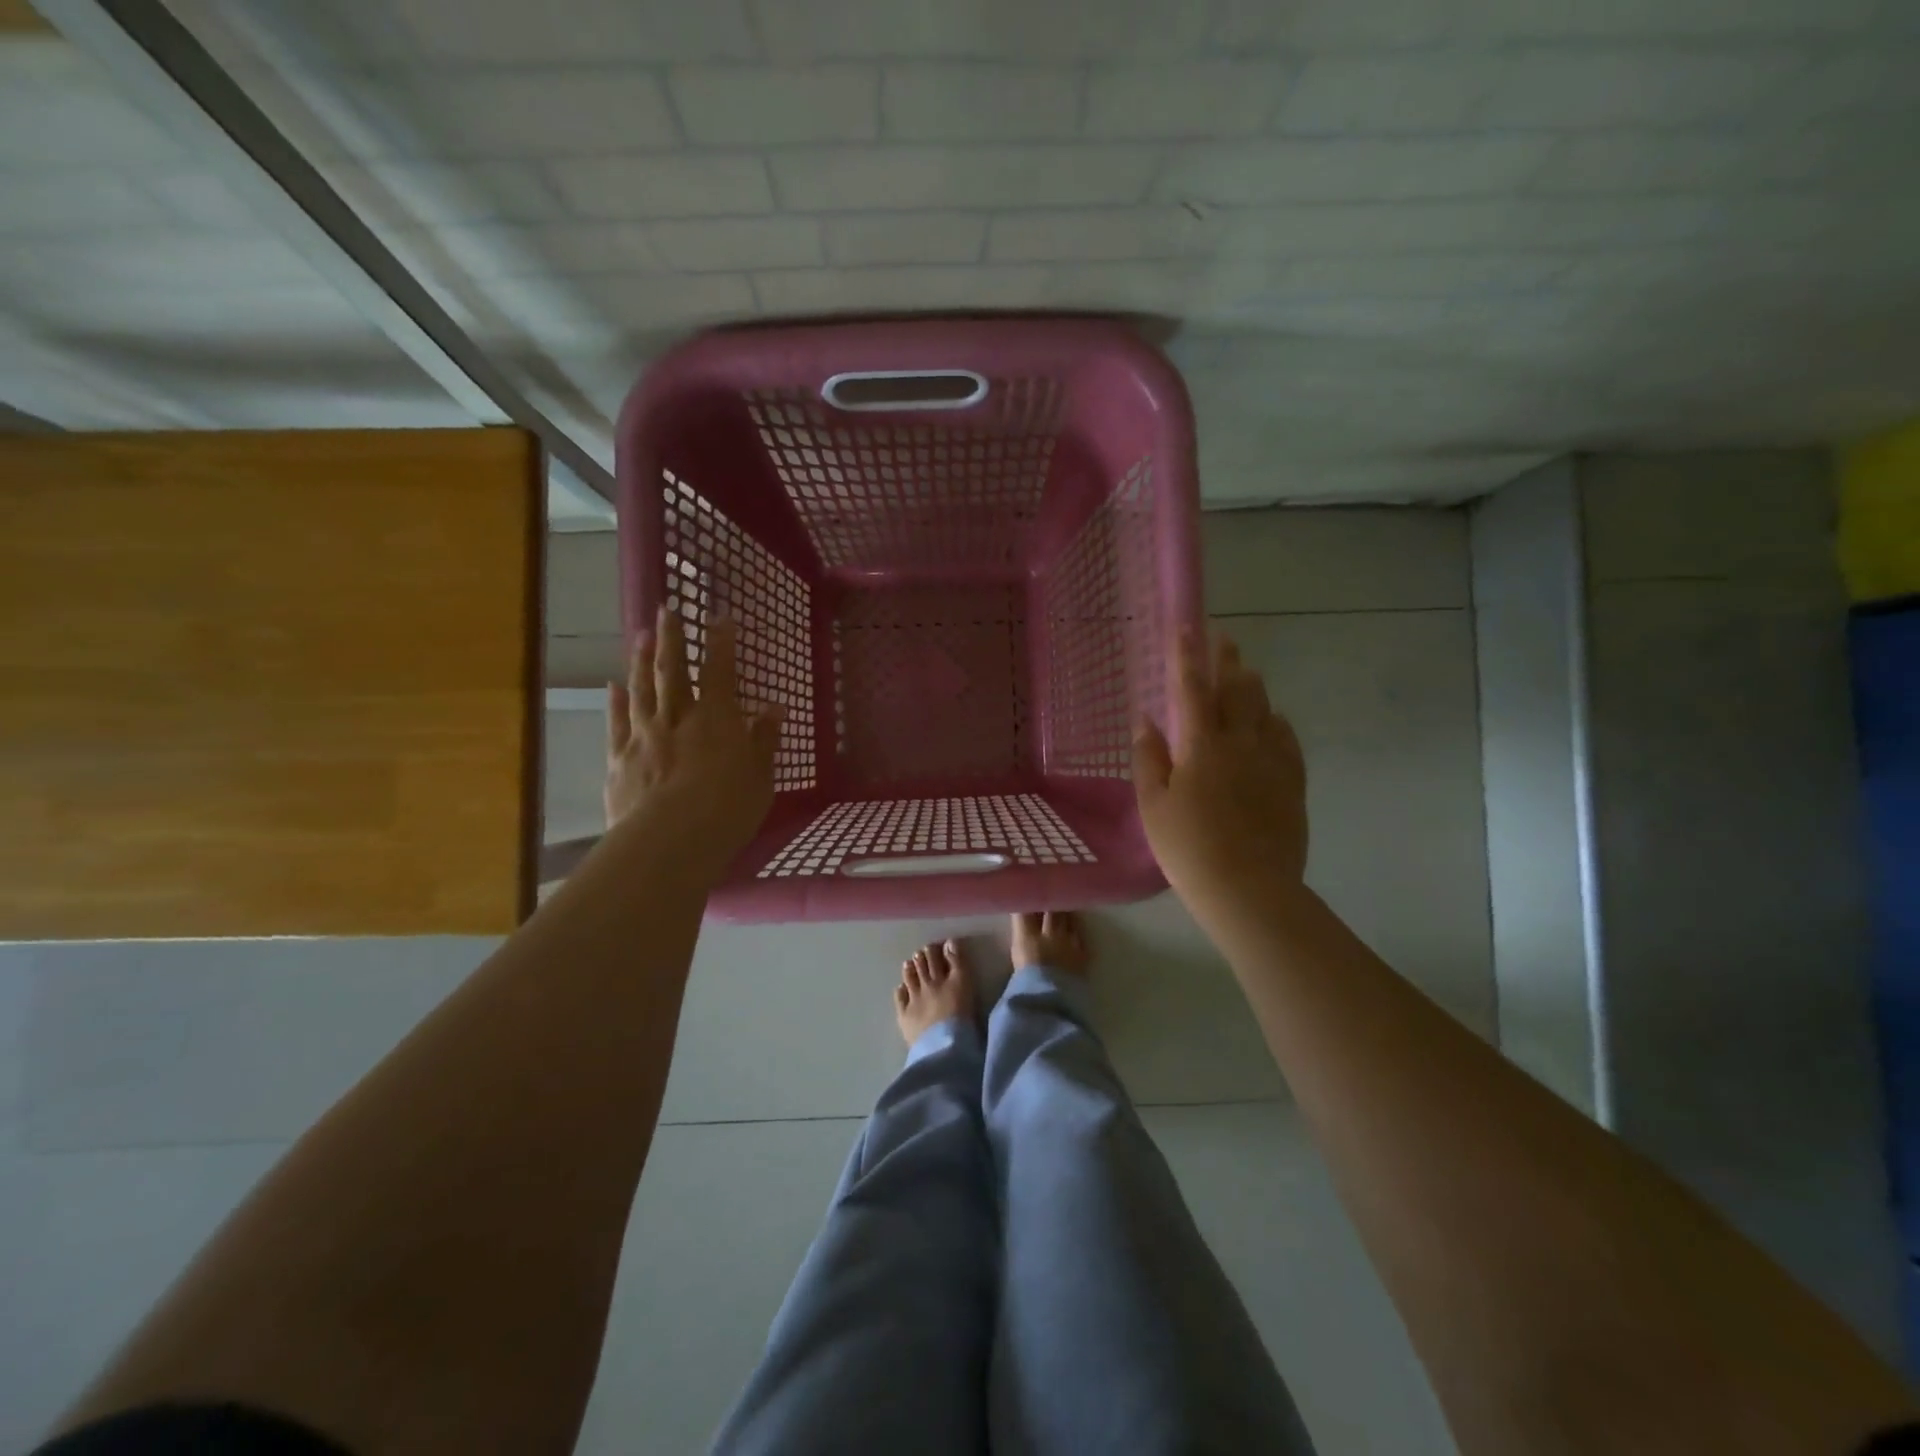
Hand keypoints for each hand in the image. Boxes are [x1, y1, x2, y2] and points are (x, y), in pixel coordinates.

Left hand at [606, 606, 782, 873]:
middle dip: (671, 638)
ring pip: (642, 689)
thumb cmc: (727, 810)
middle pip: (673, 670)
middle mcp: (677, 718)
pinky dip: (615, 702)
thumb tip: (774, 708)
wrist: (670, 840)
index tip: (720, 616)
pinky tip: (614, 686)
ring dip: (640, 659)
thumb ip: (764, 740)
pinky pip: (617, 722)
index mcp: (717, 720)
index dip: (721, 642)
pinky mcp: (619, 758)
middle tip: (667, 608)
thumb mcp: (760, 777)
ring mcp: (643, 736)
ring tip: (640, 634)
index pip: (720, 671)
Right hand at [1133, 630, 1307, 910]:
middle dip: (1228, 660)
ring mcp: (1272, 762)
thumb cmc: (1189, 848)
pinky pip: (1287, 740)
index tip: (1185, 627)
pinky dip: (1276, 722)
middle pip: (1237, 690)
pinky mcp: (1292, 784)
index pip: (1192, 689)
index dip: (1187, 656)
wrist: (1249, 889)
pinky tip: (1273, 721)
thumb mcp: (1154, 805)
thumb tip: (1146, 720)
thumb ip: (1150, 758)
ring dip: (1253, 686)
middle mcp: (1241, 743)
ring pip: (1266, 710)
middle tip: (1224, 638)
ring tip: (1245, 673)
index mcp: (1202, 746)